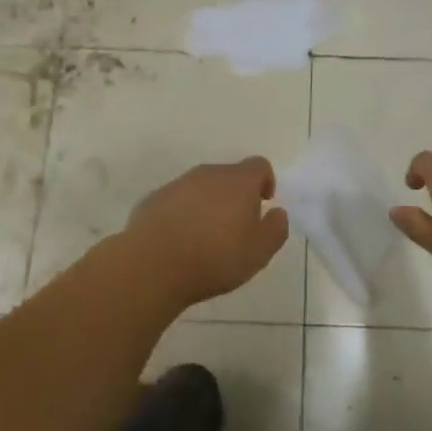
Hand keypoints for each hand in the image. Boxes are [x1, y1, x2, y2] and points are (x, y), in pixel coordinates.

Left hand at [124, 157, 289, 305]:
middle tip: (236, 228)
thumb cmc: (215, 258)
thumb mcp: (259, 252)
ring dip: (208, 204)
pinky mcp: (154, 198)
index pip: (259, 165)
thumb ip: (276, 229)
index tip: (263, 204)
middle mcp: (208, 174)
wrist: (153, 264)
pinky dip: (183, 213)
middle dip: (236, 196)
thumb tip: (278, 212)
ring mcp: (178, 184)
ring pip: (201, 187)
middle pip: (229, 175)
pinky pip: (177, 201)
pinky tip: (179, 241)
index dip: (265, 182)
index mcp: (238, 182)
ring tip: (206, 238)